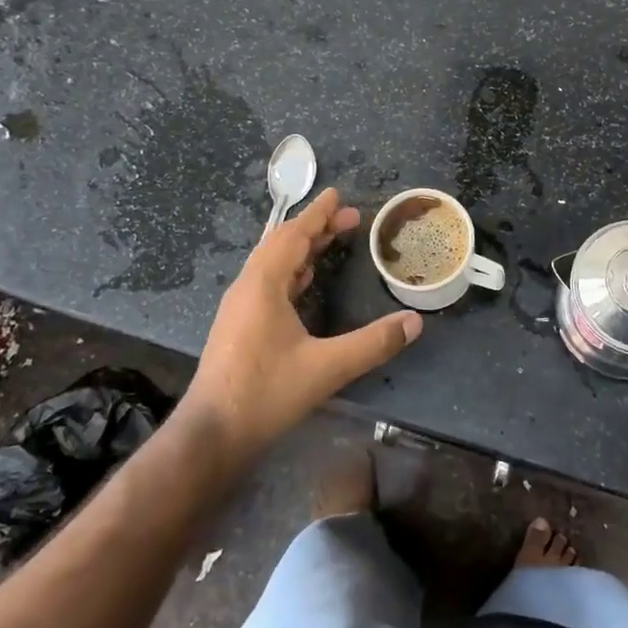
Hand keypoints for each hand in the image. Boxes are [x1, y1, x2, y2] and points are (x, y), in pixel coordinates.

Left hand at [183, 188, 421, 463]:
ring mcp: (239, 306)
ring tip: (330, 241)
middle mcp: (247, 287)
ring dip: (301, 248)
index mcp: (264, 285)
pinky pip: (266, 281)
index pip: (294, 236)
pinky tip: (303, 281)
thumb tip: (414, 322)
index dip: (318, 214)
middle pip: (281, 243)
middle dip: (314, 227)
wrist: (212, 433)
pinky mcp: (237, 324)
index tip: (338, 194)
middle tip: (348, 218)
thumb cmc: (266, 393)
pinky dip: (290, 270)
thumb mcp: (327, 368)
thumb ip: (372, 343)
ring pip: (271, 262)